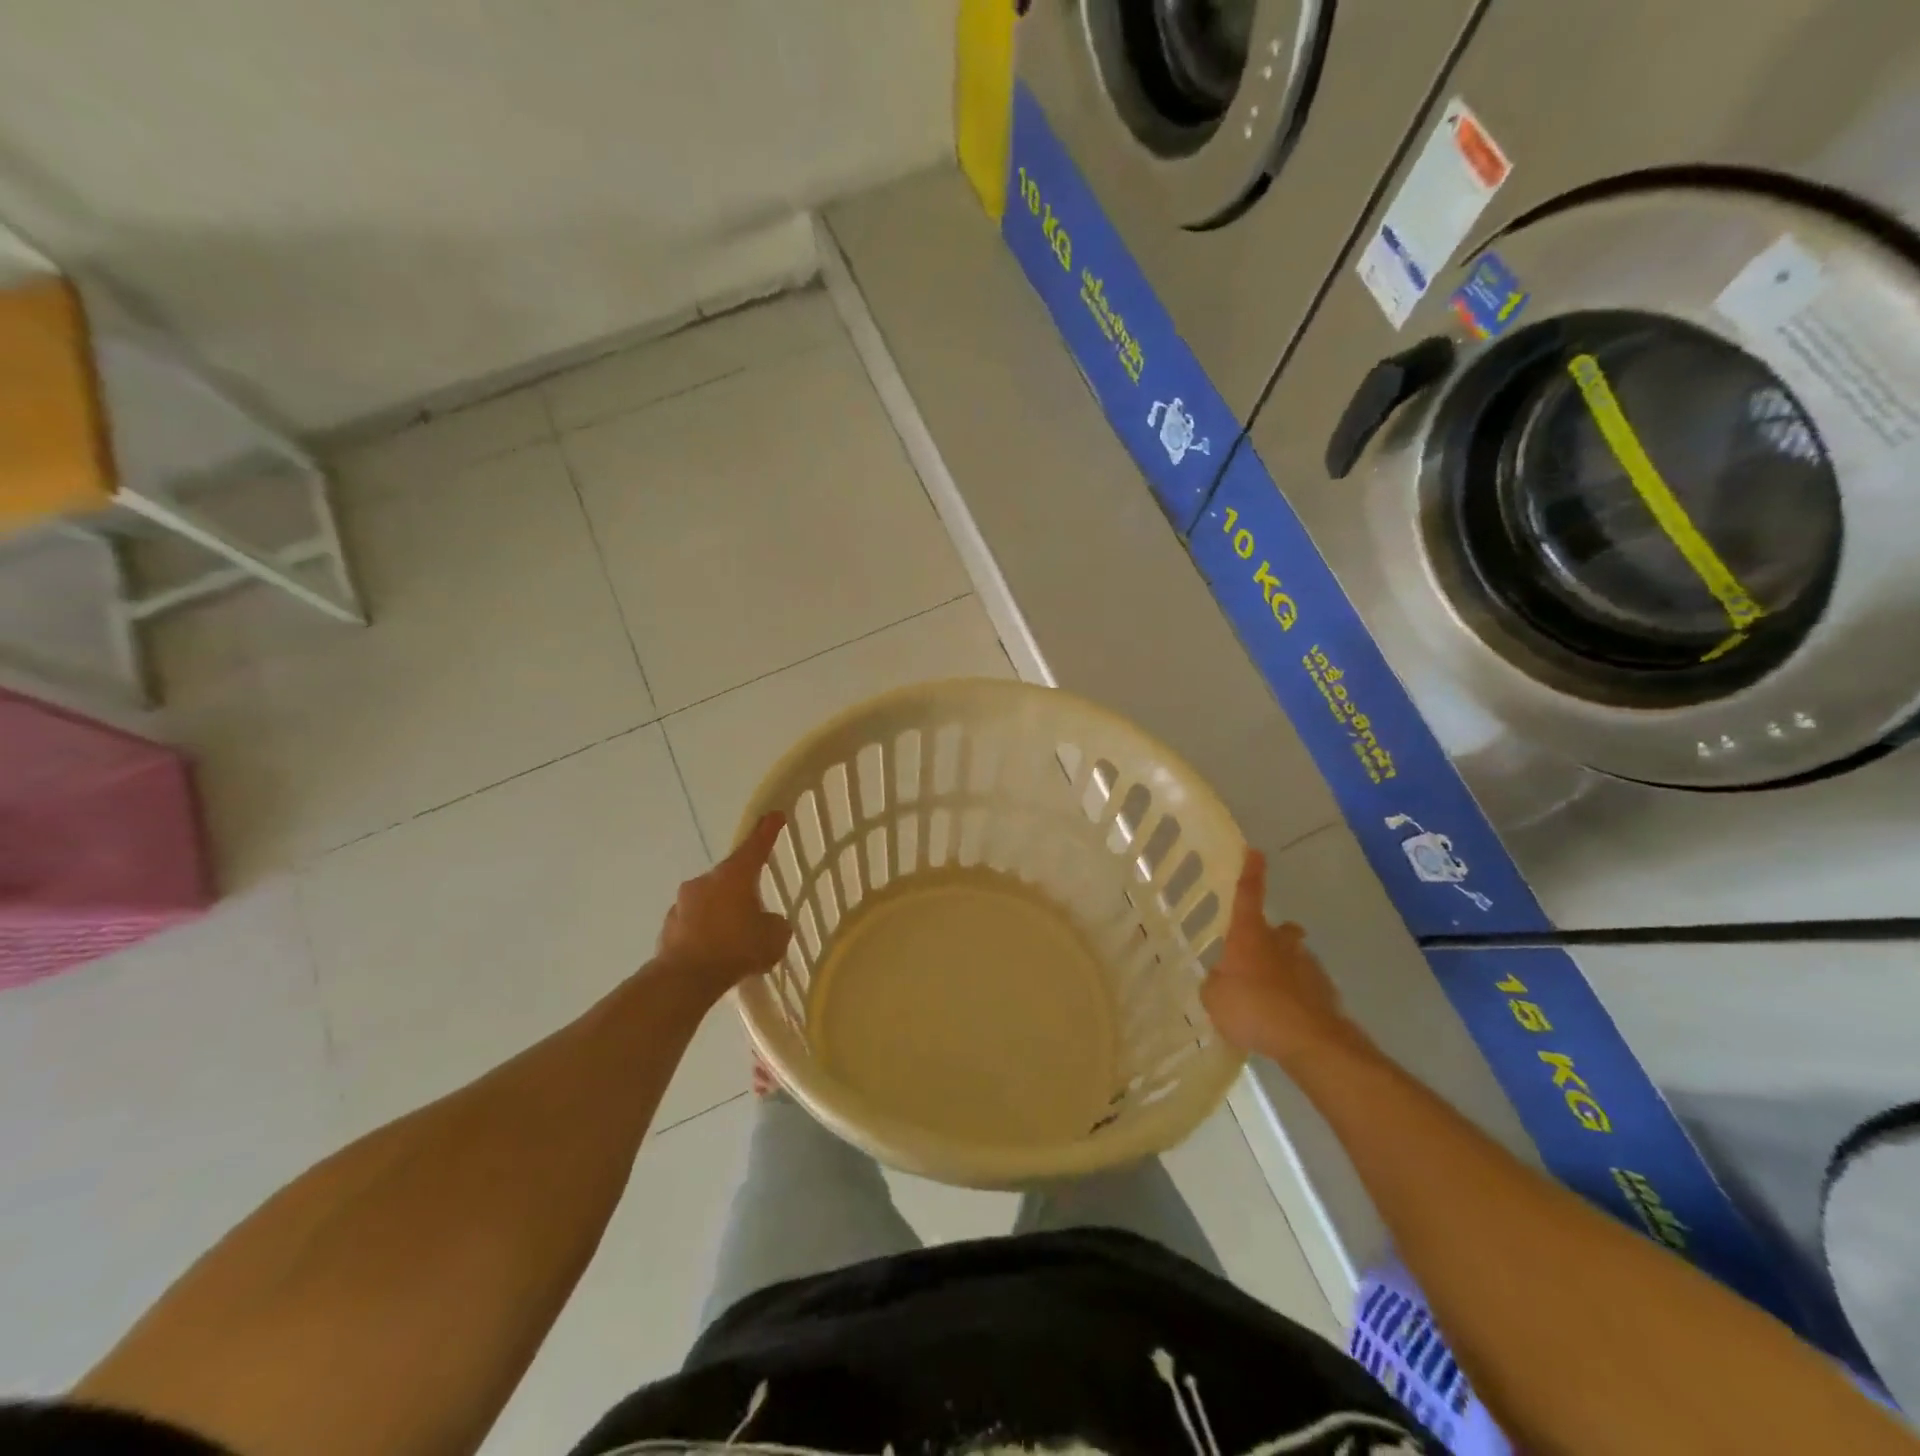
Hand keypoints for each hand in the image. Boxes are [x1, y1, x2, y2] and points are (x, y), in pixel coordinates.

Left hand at [656, 812, 792, 992]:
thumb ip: (775, 924)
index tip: (774, 814)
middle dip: (743, 889)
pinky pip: (694, 923)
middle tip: (756, 910)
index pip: (755, 845)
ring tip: (735, 939)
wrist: (685, 979)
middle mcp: (705, 881)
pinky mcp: (668, 926)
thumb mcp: (774, 937)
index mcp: (734, 875)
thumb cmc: (736, 948)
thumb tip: (767, 922)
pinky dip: (706, 931)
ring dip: (722, 912)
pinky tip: (715, 953)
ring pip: (710, 900)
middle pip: (730, 876)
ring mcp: (682, 902)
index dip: (767, 830)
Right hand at [1200, 848, 1367, 1068]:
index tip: (1254, 852)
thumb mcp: (1214, 998)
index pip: (1248, 894)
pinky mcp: (1326, 993)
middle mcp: (1281, 942)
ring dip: (1283, 972)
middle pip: (1280, 930)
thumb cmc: (1254, 1008)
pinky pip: (1306, 989)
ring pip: (1294, 959)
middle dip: (1272, 937)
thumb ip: (1215, 983)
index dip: (1251, 873)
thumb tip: (1222, 980)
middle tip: (1256, 956)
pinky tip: (1284, 1021)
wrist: (1311, 1041)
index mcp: (1250, 935)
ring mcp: (1308, 966)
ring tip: (1268, 1000)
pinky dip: (1296, 998)